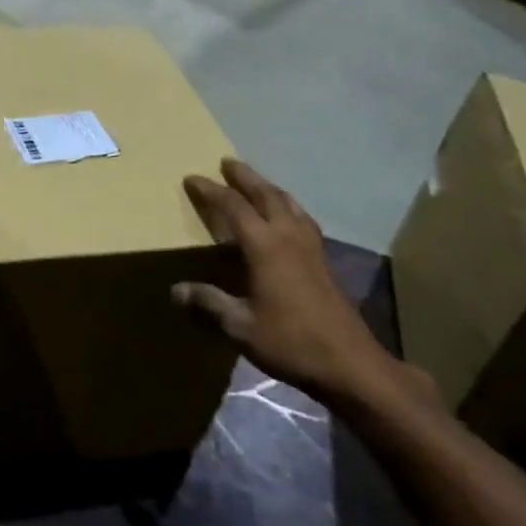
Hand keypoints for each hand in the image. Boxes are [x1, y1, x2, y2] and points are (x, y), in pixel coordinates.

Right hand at [172, 158, 418, 412]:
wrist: (350, 363)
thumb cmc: (291, 342)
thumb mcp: (241, 327)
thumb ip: (209, 304)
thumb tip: (175, 290)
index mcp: (264, 245)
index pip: (232, 206)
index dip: (210, 190)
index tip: (191, 178)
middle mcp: (287, 235)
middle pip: (265, 193)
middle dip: (244, 176)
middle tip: (227, 162)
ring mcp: (310, 246)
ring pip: (287, 202)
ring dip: (268, 187)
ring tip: (256, 182)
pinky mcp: (324, 260)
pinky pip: (302, 218)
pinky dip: (287, 206)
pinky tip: (288, 217)